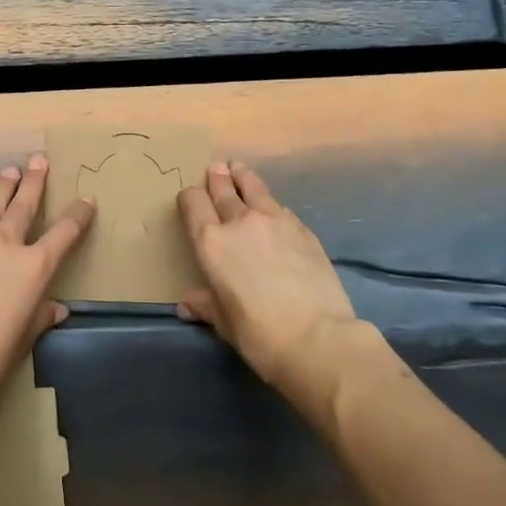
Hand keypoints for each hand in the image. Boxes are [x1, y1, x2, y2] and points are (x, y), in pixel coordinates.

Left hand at [0, 154, 94, 420]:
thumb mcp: (24, 339)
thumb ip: (41, 317)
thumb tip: (56, 309)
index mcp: (34, 267)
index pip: (65, 233)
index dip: (78, 214)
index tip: (87, 199)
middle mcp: (5, 245)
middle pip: (24, 205)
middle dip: (34, 181)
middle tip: (39, 160)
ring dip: (2, 188)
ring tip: (9, 171)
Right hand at [176, 161, 360, 400]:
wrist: (318, 337)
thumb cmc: (260, 335)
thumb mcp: (225, 323)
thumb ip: (206, 305)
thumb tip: (187, 304)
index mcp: (211, 242)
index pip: (193, 204)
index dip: (189, 198)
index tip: (190, 199)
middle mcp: (239, 221)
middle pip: (223, 189)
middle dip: (217, 178)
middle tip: (216, 168)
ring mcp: (273, 220)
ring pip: (253, 187)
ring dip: (243, 177)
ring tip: (239, 169)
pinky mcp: (302, 228)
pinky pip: (279, 207)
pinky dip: (270, 203)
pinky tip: (272, 207)